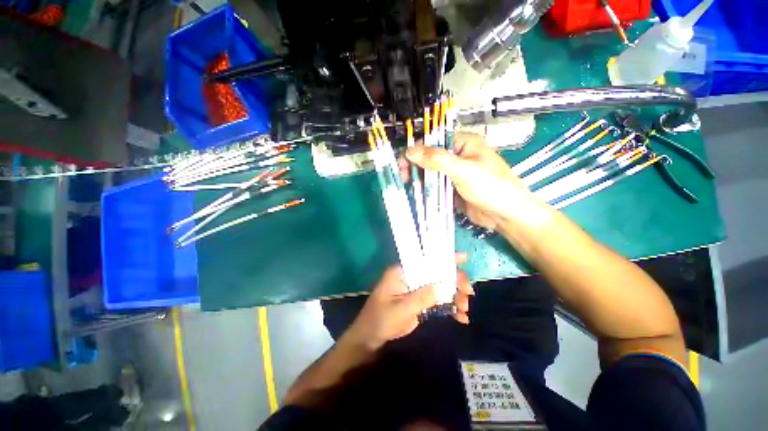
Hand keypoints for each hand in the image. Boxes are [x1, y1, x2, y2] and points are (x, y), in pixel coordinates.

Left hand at [347, 254, 474, 348]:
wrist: (370, 339)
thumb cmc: (380, 320)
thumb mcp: (400, 309)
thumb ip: (422, 297)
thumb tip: (444, 286)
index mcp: (402, 272)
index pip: (425, 260)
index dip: (444, 258)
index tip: (464, 259)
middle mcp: (411, 277)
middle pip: (437, 274)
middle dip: (454, 282)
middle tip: (468, 294)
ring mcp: (417, 290)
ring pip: (440, 287)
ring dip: (455, 297)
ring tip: (465, 310)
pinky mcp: (420, 302)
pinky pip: (438, 301)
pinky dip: (450, 308)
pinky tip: (461, 318)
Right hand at [405, 133, 543, 230]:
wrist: (505, 215)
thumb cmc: (490, 187)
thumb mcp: (463, 170)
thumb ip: (436, 159)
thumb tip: (410, 150)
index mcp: (463, 144)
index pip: (434, 141)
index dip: (417, 149)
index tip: (402, 162)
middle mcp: (457, 156)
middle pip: (430, 157)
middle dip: (416, 165)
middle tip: (403, 176)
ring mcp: (454, 174)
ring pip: (431, 172)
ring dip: (419, 178)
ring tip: (407, 184)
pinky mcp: (452, 189)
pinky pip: (435, 186)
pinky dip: (426, 188)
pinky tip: (417, 192)